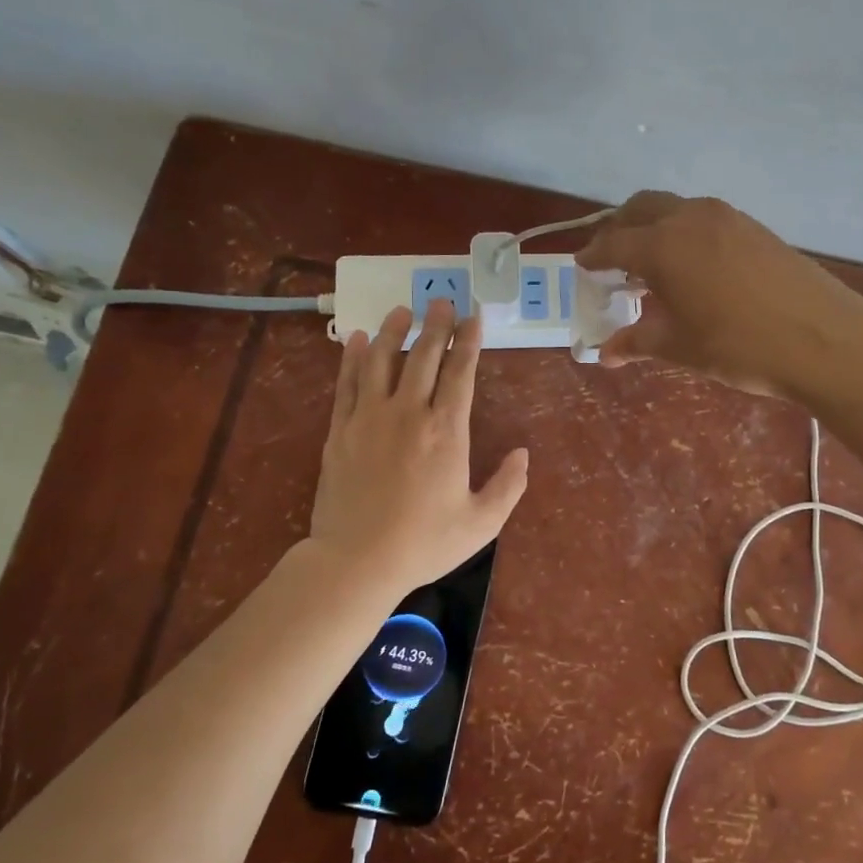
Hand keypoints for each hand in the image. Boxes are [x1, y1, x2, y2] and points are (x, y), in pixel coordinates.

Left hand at [308, 298, 529, 593]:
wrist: (356, 561)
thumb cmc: (424, 543)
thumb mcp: (481, 523)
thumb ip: (508, 486)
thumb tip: (522, 453)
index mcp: (447, 431)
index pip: (461, 372)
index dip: (469, 341)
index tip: (474, 317)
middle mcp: (408, 413)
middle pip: (423, 356)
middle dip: (436, 325)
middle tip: (441, 301)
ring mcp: (369, 418)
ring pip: (382, 360)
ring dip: (394, 331)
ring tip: (402, 309)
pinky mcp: (339, 430)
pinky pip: (347, 383)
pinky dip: (353, 358)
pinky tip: (358, 339)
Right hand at [575, 191, 862, 398]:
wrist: (823, 338)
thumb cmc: (740, 346)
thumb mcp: (681, 347)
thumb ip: (638, 342)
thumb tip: (605, 352)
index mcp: (663, 246)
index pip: (614, 243)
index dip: (594, 256)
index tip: (582, 266)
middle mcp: (690, 218)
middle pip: (641, 208)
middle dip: (620, 229)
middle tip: (612, 259)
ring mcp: (726, 217)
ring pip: (674, 208)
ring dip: (654, 227)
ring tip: (651, 263)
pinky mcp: (753, 226)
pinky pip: (703, 218)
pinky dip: (683, 232)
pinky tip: (692, 265)